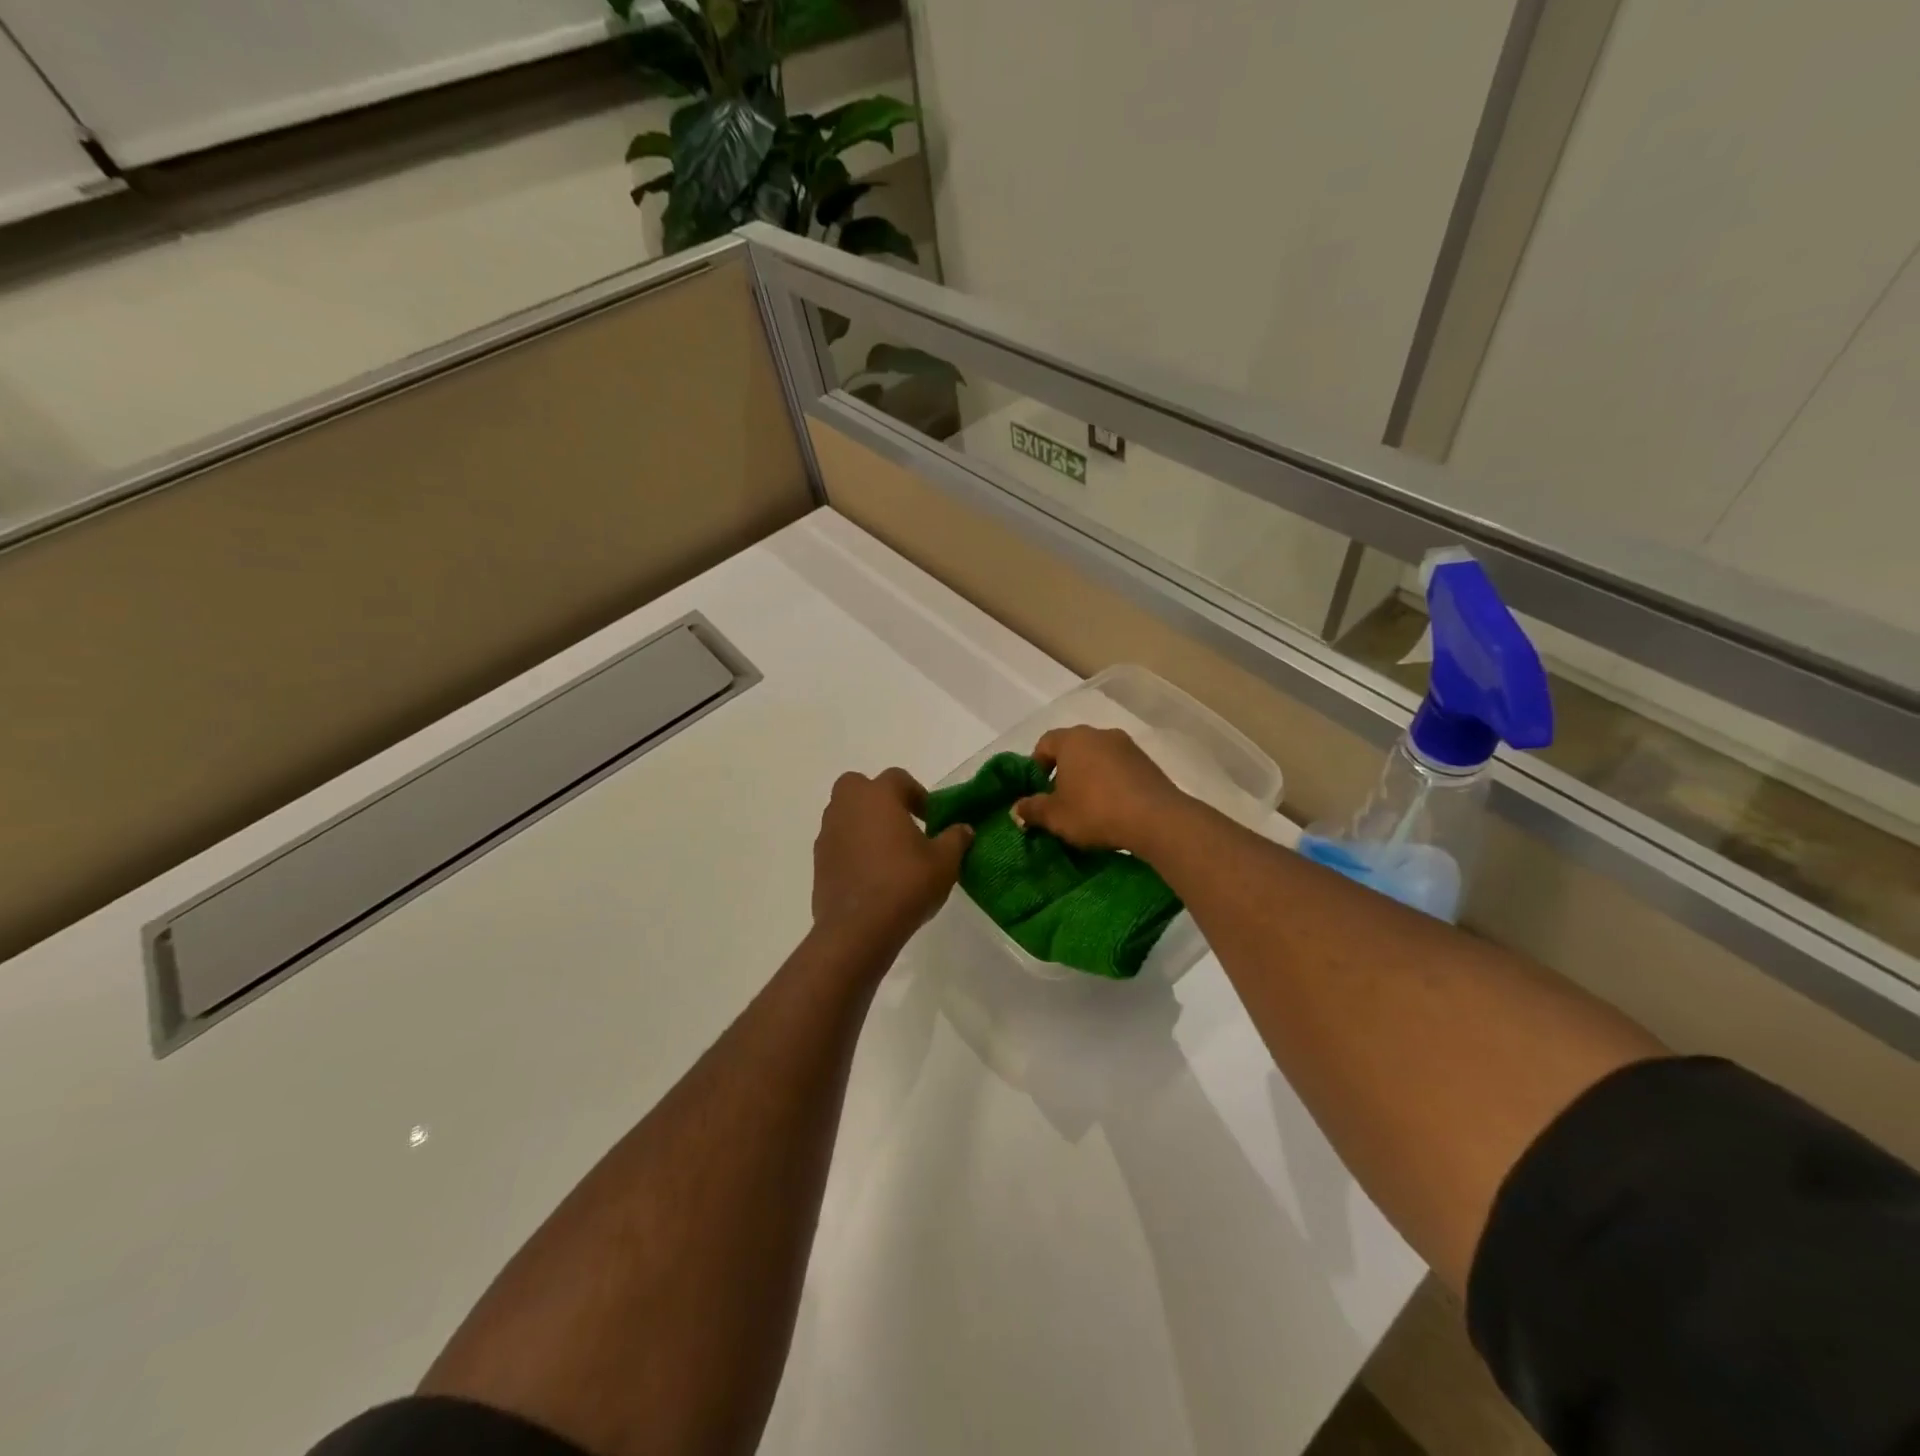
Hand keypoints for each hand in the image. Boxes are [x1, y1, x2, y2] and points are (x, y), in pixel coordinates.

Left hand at [812, 768, 971, 948]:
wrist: (858, 929)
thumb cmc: (905, 884)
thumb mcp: (944, 862)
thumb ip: (955, 839)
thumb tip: (963, 829)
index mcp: (878, 796)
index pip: (897, 778)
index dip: (917, 794)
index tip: (930, 818)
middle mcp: (847, 806)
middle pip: (858, 786)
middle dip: (878, 799)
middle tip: (901, 824)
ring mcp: (828, 833)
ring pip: (844, 814)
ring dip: (863, 824)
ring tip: (887, 852)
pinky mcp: (818, 861)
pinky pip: (837, 842)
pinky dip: (851, 849)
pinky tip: (870, 875)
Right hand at [1011, 726, 1184, 852]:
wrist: (1156, 818)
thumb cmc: (1095, 811)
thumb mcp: (1055, 816)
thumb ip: (1032, 809)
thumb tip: (1015, 808)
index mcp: (1072, 740)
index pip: (1045, 743)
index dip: (1036, 765)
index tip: (1037, 789)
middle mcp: (1099, 734)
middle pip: (1073, 748)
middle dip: (1063, 770)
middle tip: (1060, 799)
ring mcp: (1127, 746)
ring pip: (1098, 757)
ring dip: (1089, 776)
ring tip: (1088, 806)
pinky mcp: (1147, 762)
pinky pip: (1120, 768)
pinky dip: (1111, 782)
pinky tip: (1112, 807)